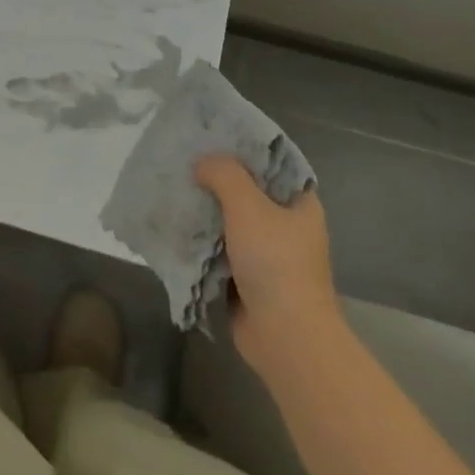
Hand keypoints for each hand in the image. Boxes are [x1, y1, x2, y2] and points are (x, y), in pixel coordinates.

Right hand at [195, 155, 340, 378]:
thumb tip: (202, 163)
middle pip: (248, 192)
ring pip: (231, 222)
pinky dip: (202, 241)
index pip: (271, 164)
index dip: (242, 148)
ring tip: (174, 189)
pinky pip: (221, 250)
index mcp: (300, 203)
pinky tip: (176, 226)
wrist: (285, 337)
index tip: (211, 137)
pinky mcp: (249, 279)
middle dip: (217, 180)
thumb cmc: (275, 262)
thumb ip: (224, 174)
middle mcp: (287, 226)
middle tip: (184, 161)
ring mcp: (269, 255)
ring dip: (206, 211)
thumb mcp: (248, 205)